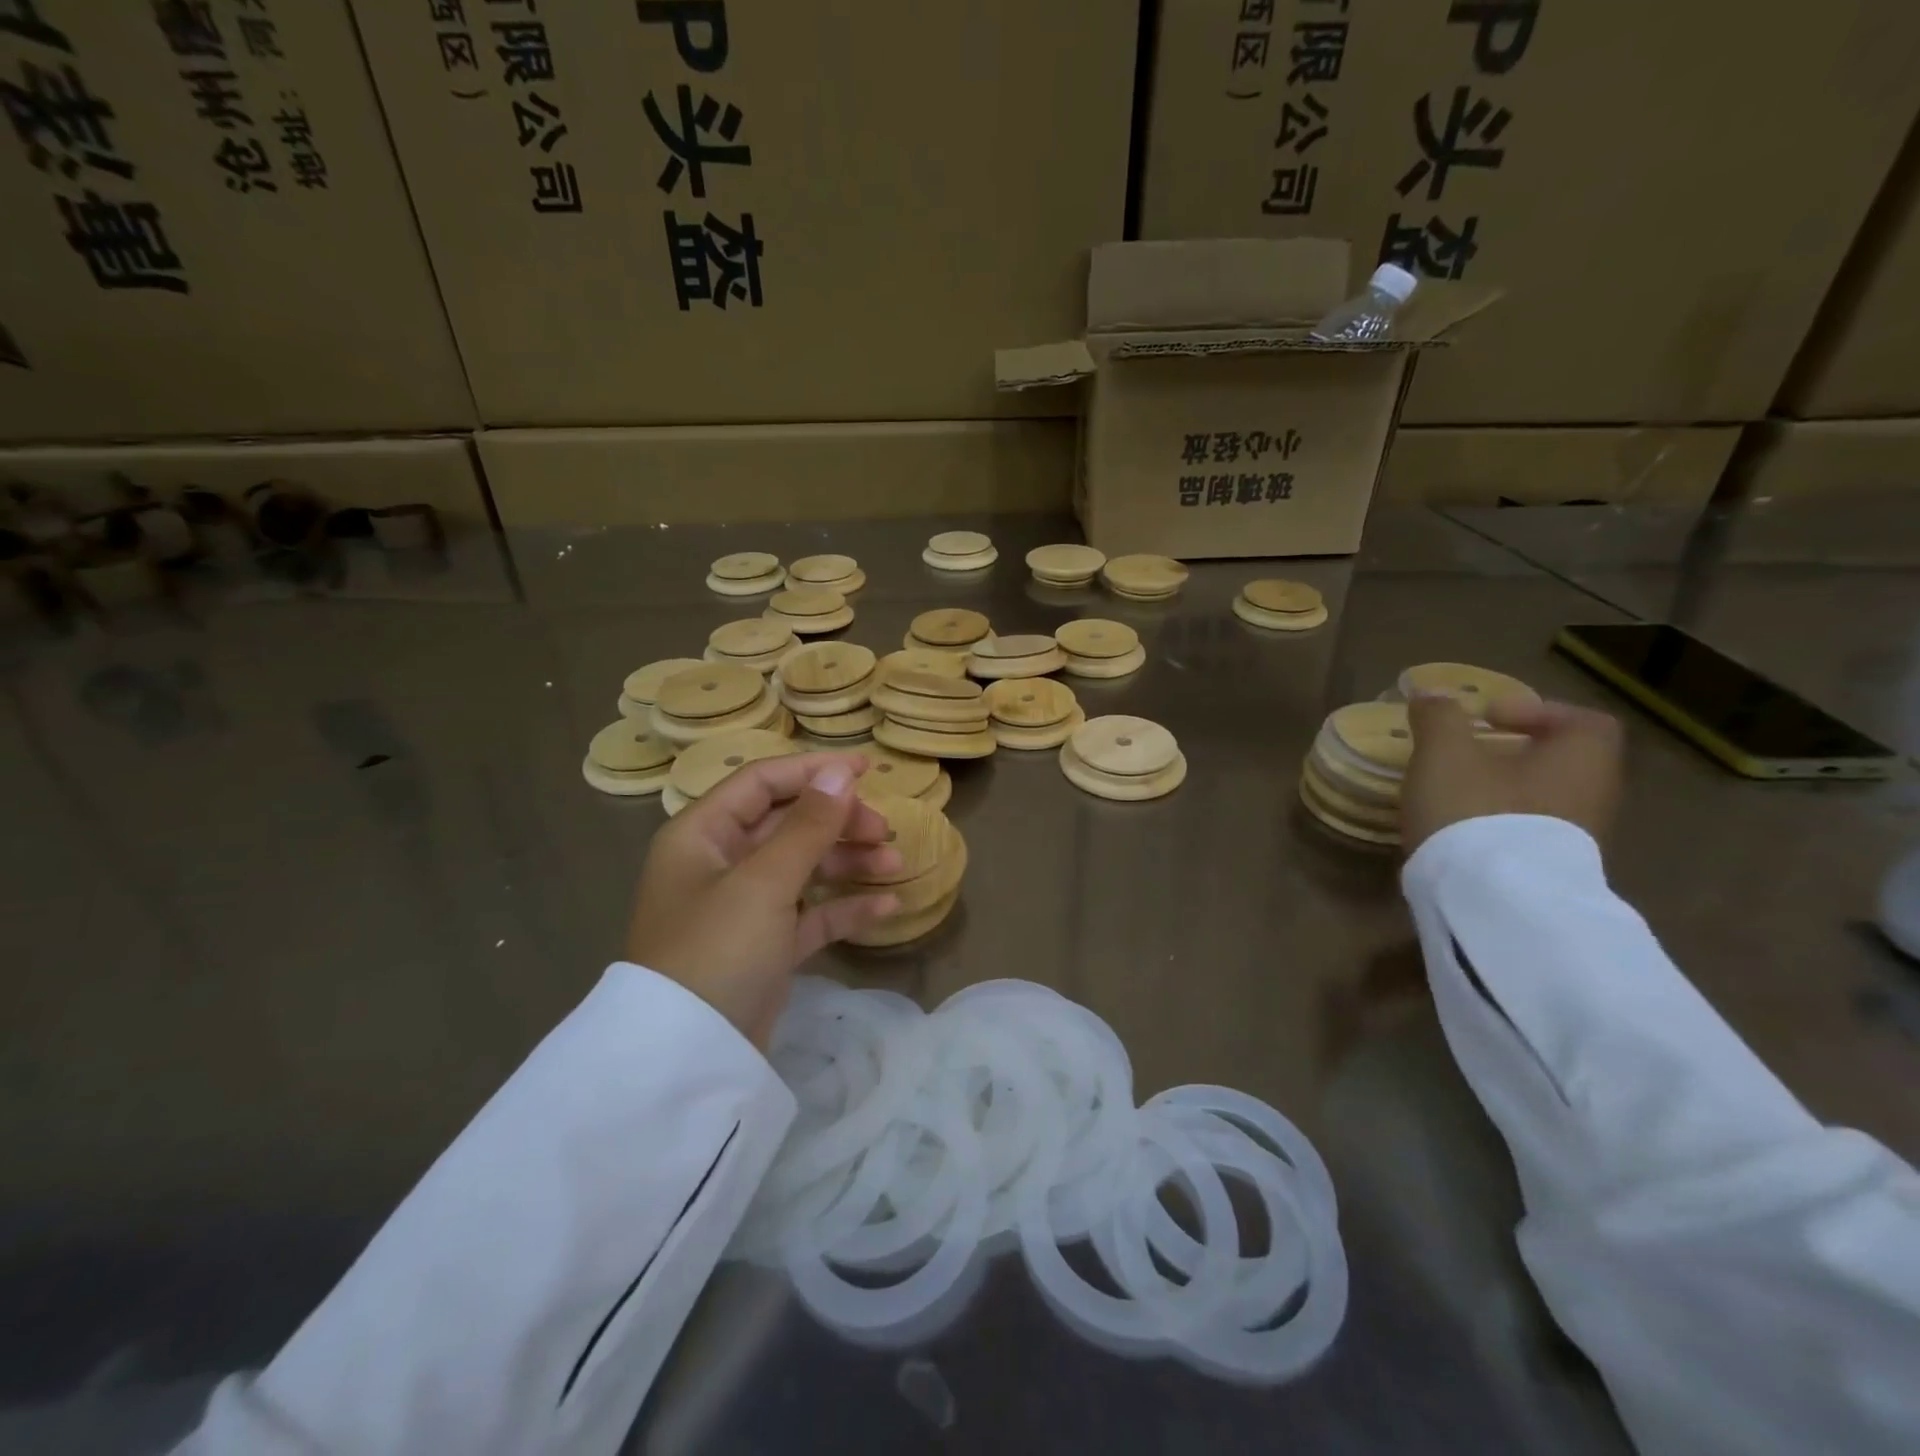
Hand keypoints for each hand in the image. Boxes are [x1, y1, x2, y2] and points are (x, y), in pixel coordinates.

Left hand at [626, 753, 900, 1048]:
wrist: (687, 1059)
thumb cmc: (717, 950)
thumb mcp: (764, 882)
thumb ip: (807, 826)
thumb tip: (841, 774)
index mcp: (702, 834)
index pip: (762, 783)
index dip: (814, 771)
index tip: (867, 770)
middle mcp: (720, 863)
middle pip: (787, 823)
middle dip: (838, 822)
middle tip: (883, 830)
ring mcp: (743, 907)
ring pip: (803, 867)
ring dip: (849, 862)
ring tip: (895, 865)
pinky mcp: (764, 946)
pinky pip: (810, 913)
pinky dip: (844, 907)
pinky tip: (887, 907)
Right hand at [1401, 695, 1623, 853]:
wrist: (1492, 899)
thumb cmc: (1476, 808)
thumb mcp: (1444, 751)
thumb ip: (1439, 717)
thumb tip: (1431, 694)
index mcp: (1583, 759)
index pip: (1583, 722)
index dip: (1537, 711)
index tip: (1488, 719)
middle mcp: (1594, 797)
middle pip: (1559, 763)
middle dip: (1511, 754)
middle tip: (1463, 754)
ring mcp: (1578, 842)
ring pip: (1541, 800)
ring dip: (1500, 791)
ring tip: (1450, 792)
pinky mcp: (1550, 874)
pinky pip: (1527, 834)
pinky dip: (1496, 825)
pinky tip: (1456, 829)